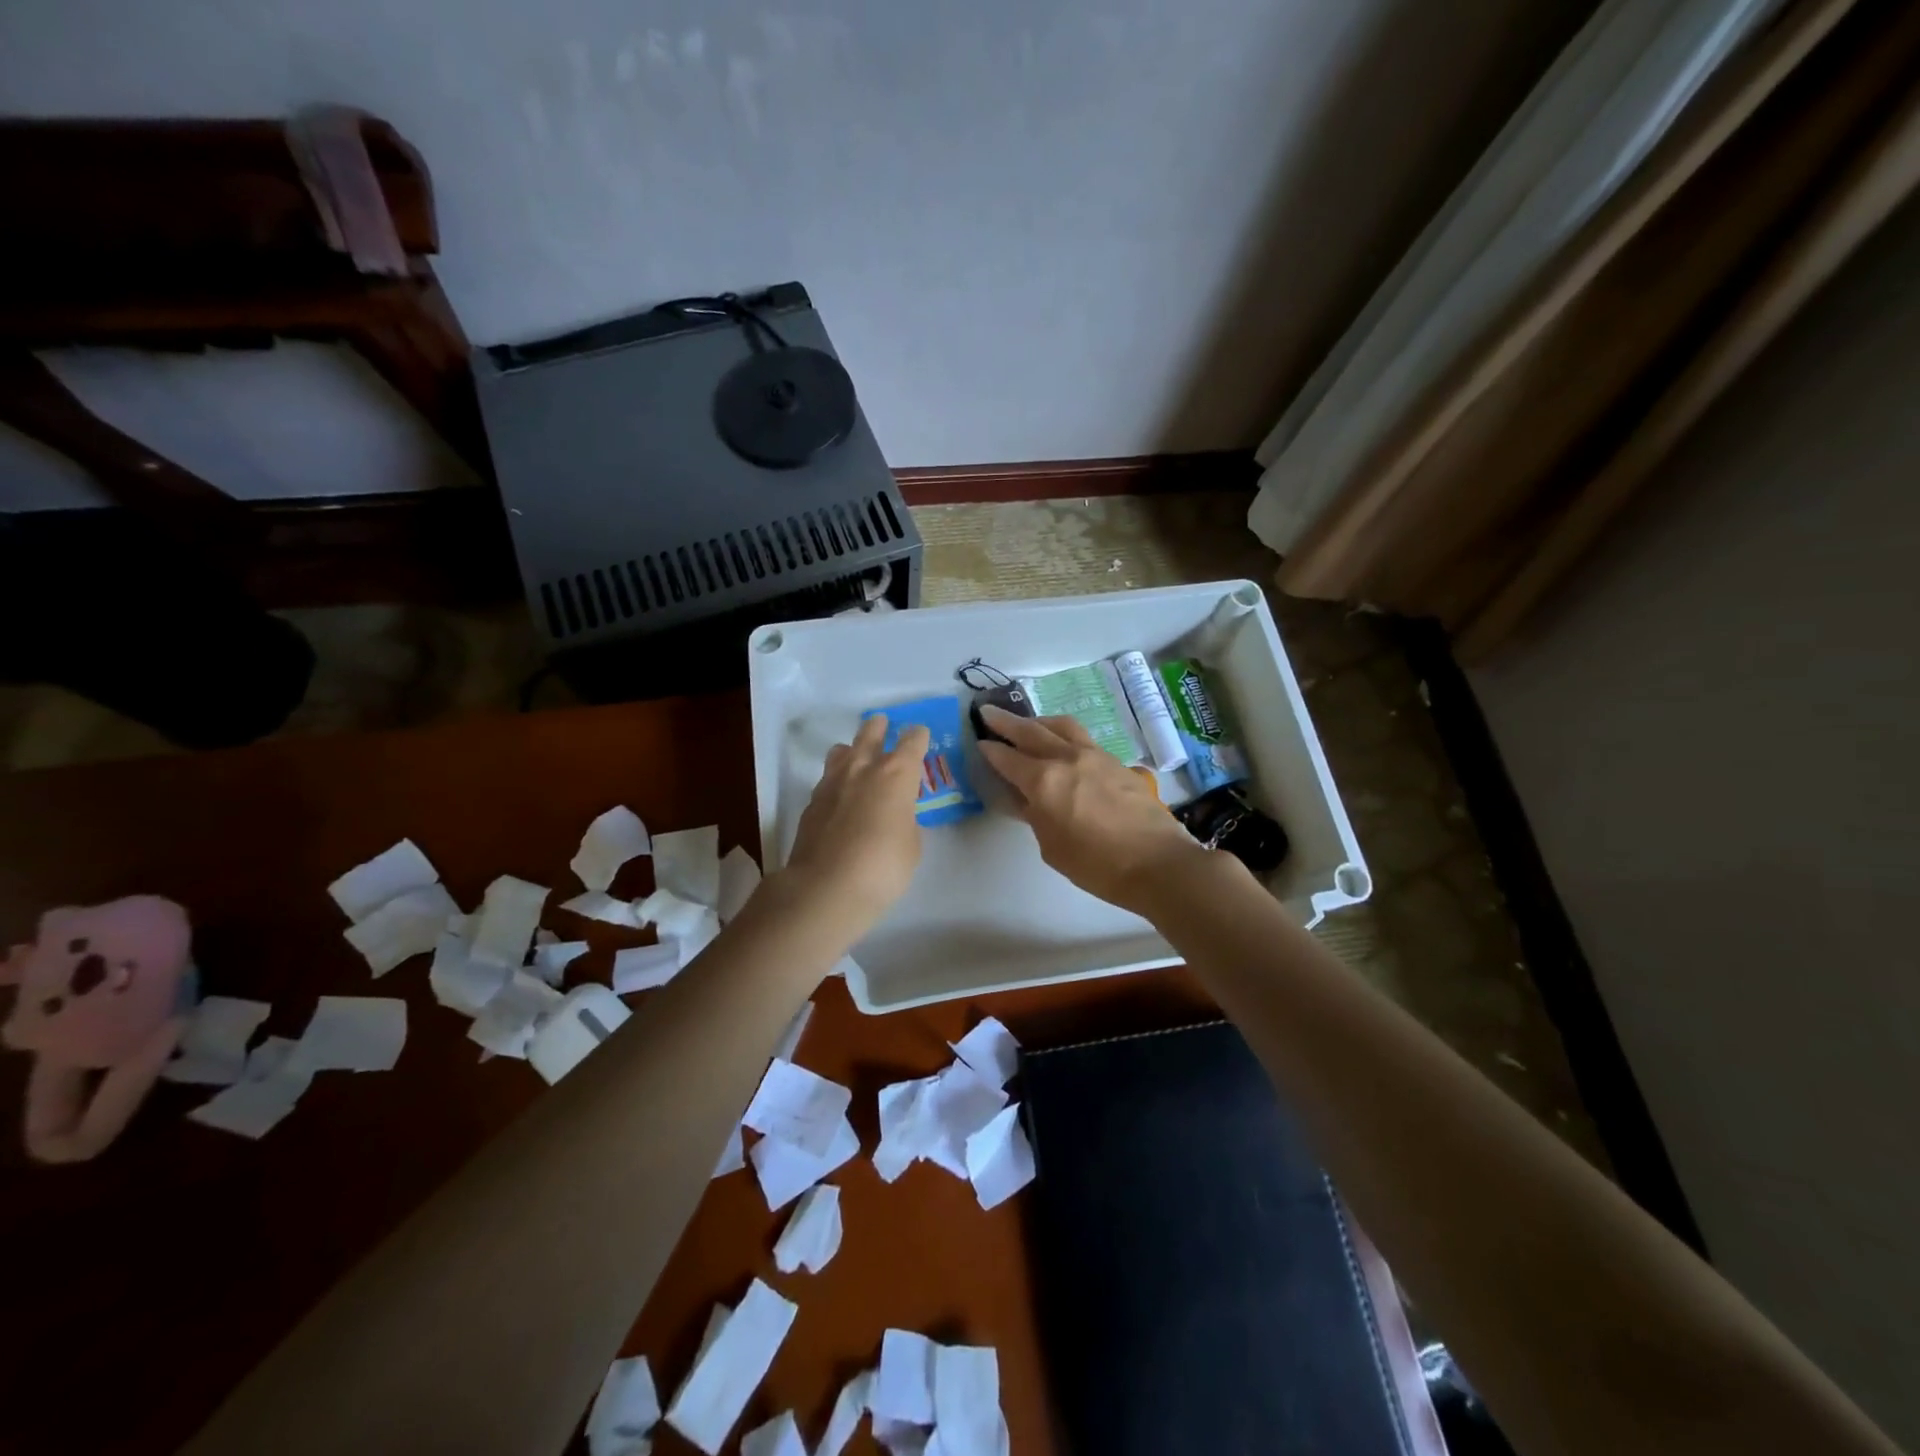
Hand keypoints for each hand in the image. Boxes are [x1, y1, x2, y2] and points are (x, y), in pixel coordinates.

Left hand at [779, 713, 930, 939]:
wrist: (826, 886)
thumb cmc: (883, 866)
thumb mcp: (911, 845)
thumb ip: (905, 821)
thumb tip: (894, 816)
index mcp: (896, 774)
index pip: (912, 742)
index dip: (918, 737)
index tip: (920, 734)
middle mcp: (863, 769)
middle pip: (870, 734)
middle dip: (879, 728)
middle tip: (882, 724)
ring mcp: (832, 783)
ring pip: (841, 751)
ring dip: (852, 750)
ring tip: (855, 756)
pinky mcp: (811, 803)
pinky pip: (827, 780)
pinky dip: (836, 782)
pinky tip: (839, 796)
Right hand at [976, 705, 1206, 914]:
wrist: (1157, 863)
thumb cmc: (1096, 865)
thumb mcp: (1051, 847)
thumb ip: (1035, 815)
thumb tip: (1026, 798)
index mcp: (1044, 781)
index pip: (1008, 759)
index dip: (990, 750)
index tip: (979, 742)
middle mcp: (1066, 758)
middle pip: (1031, 731)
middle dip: (1006, 722)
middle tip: (988, 712)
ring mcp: (1095, 756)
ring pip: (1060, 726)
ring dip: (1038, 721)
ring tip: (1028, 723)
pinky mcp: (1116, 762)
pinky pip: (1082, 738)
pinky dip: (1064, 734)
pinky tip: (1063, 744)